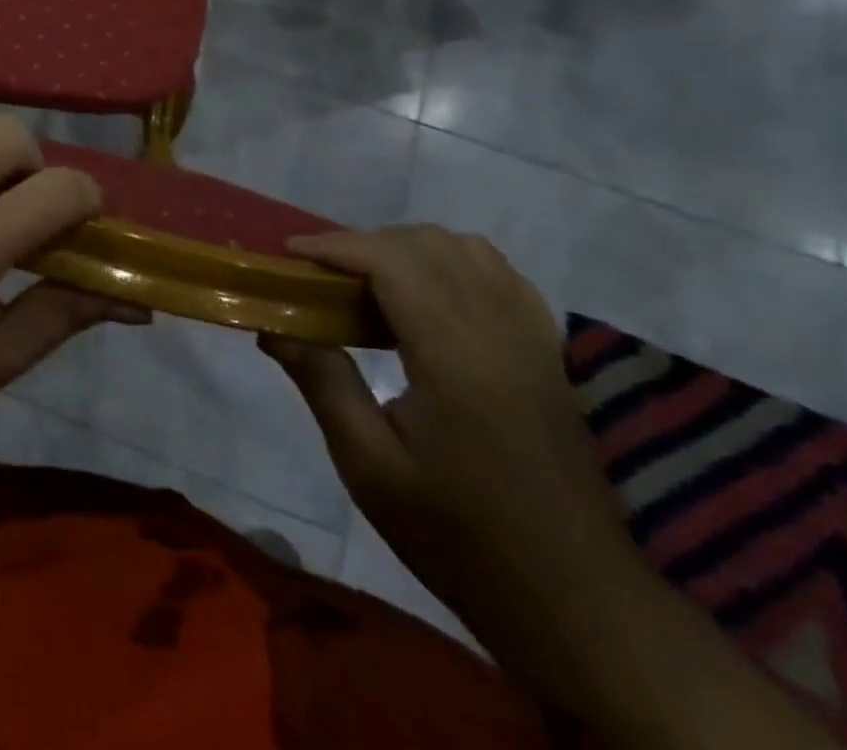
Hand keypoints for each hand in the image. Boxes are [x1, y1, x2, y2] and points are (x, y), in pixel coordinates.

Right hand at [260, 227, 637, 639]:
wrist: (575, 602)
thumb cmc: (459, 536)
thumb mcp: (369, 466)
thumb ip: (322, 381)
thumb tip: (271, 324)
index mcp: (456, 356)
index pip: (391, 260)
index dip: (334, 245)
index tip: (287, 255)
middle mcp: (500, 331)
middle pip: (427, 244)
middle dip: (363, 244)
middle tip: (319, 278)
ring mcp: (534, 340)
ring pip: (467, 250)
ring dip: (408, 250)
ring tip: (368, 285)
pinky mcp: (549, 355)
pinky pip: (500, 275)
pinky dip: (452, 264)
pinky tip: (426, 299)